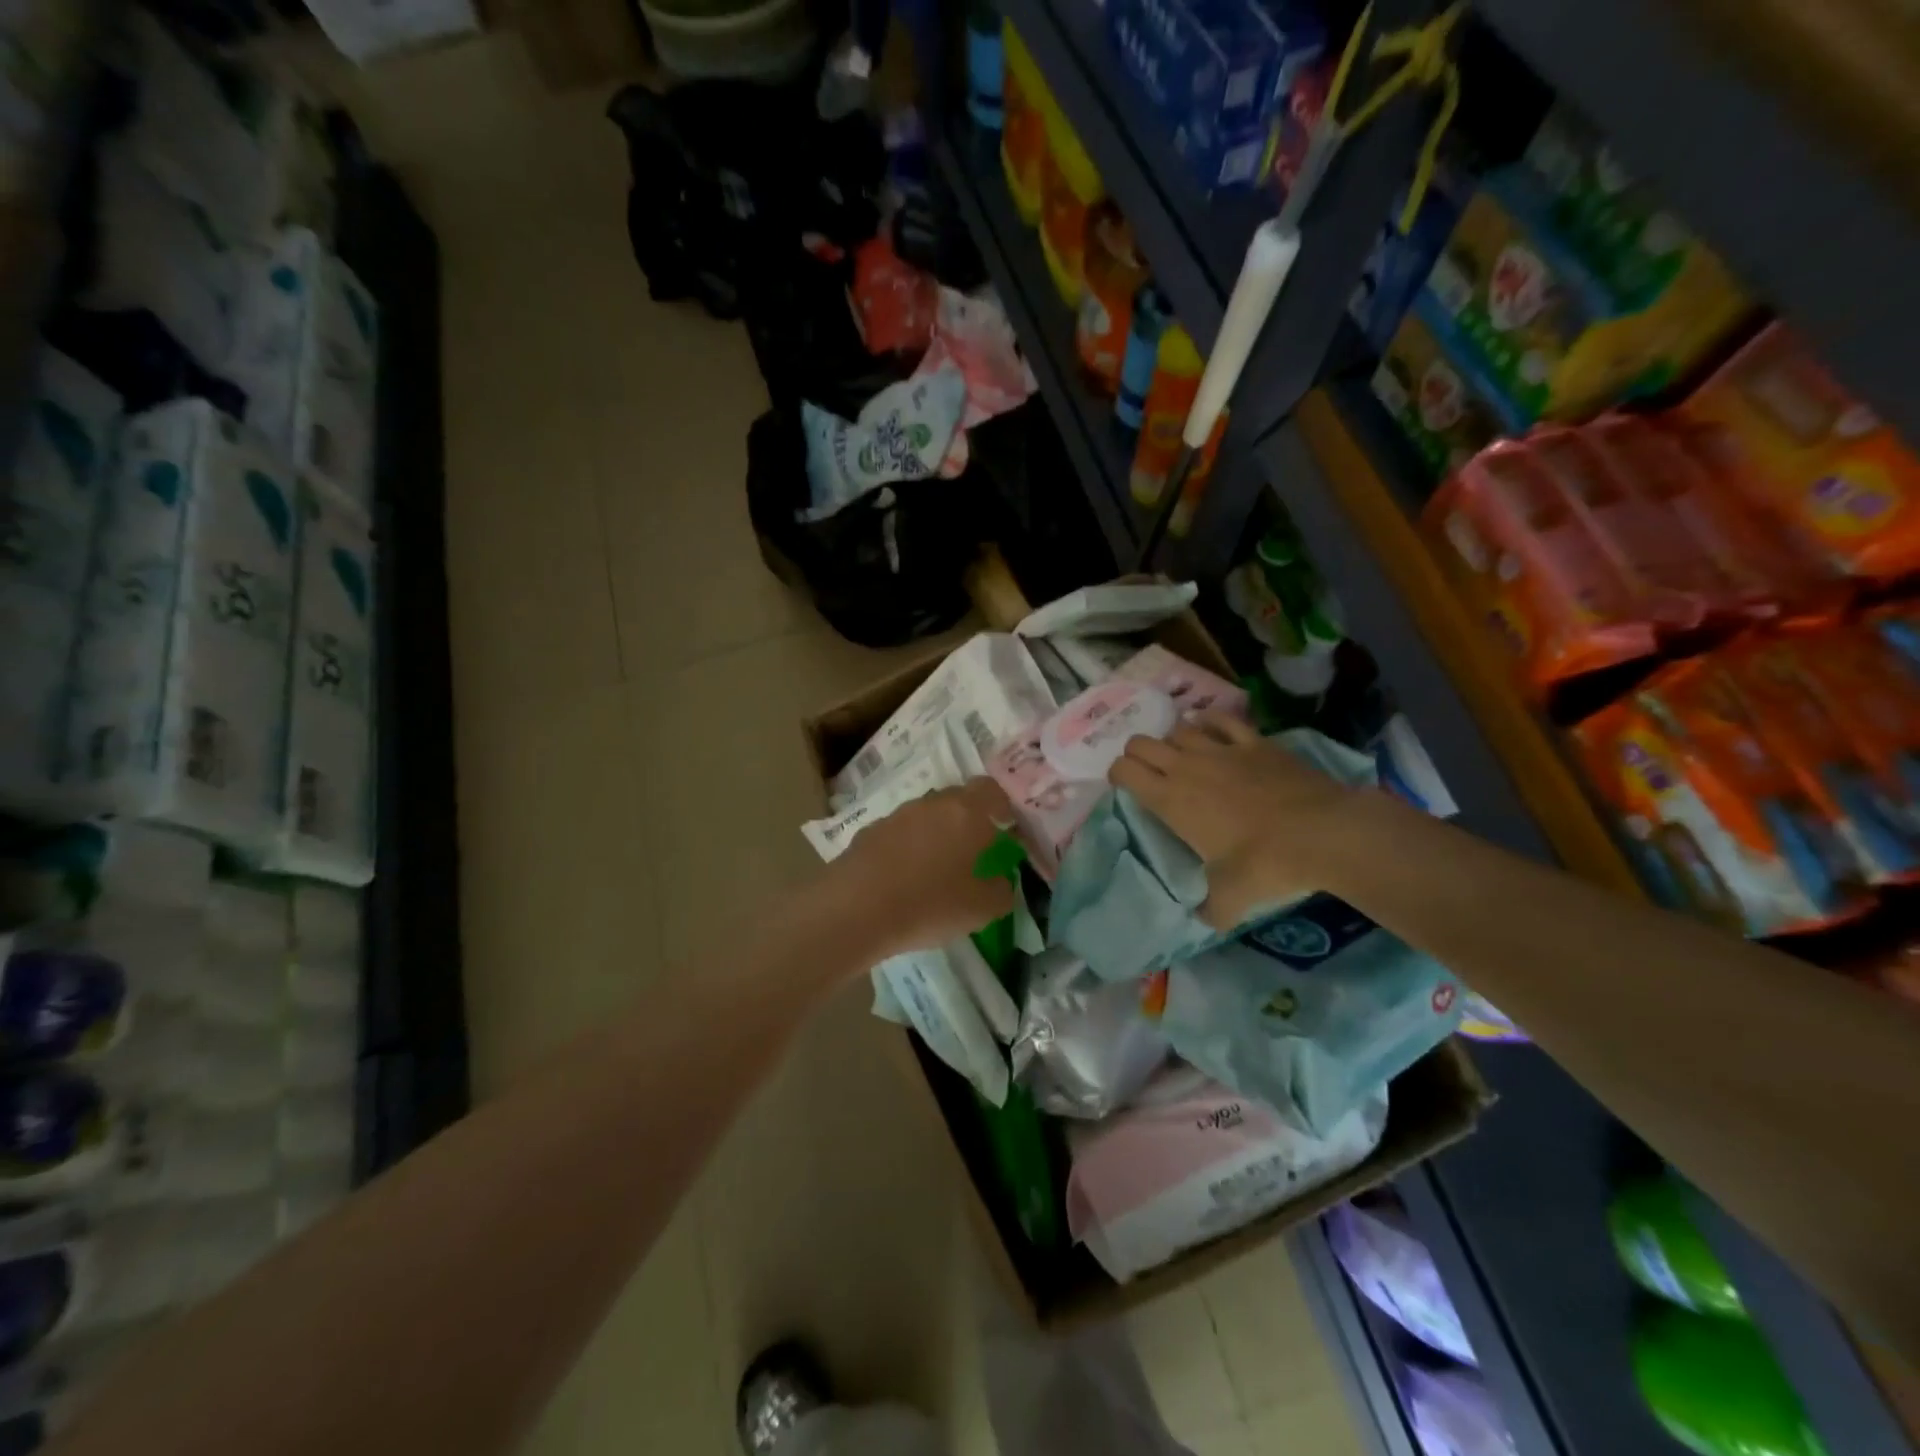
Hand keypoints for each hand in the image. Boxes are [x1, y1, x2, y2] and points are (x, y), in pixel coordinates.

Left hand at [825, 778, 1018, 960]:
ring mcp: (897, 815)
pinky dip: (906, 848)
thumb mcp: (983, 908)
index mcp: (966, 812)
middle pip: (957, 800)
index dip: (1001, 806)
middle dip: (968, 820)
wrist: (856, 908)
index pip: (991, 790)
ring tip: (936, 868)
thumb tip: (1000, 881)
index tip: (1005, 828)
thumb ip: (1001, 890)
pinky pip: (899, 833)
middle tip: (973, 852)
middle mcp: (932, 804)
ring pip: (926, 816)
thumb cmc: (931, 904)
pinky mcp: (869, 831)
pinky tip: (903, 878)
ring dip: (935, 834)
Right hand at [1110, 714, 1362, 927]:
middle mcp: (1187, 768)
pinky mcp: (1254, 741)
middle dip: (1137, 754)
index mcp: (1170, 800)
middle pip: (1141, 743)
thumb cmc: (1266, 863)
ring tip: (1182, 756)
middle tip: (1150, 773)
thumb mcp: (1231, 899)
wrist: (1323, 833)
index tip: (1127, 788)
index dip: (1118, 775)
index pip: (1124, 770)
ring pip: (1179, 728)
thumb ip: (1210, 908)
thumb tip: (1205, 918)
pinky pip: (1222, 719)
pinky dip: (1210, 721)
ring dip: (1173, 740)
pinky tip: (1211, 729)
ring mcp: (1221, 749)